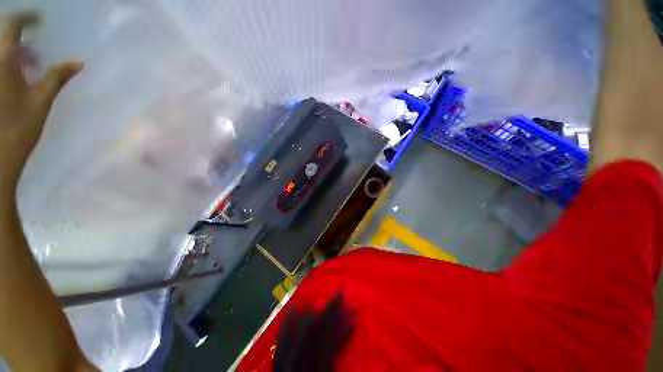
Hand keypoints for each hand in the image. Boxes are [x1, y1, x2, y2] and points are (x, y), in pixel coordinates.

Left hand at [0, 12, 81, 196]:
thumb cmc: (18, 129)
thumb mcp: (40, 101)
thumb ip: (57, 77)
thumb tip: (78, 63)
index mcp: (4, 60)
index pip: (12, 23)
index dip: (26, 17)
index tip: (39, 20)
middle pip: (3, 36)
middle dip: (18, 37)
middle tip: (33, 50)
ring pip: (0, 52)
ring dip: (13, 53)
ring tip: (27, 67)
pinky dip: (7, 65)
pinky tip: (15, 78)